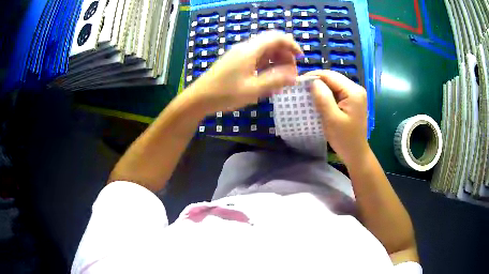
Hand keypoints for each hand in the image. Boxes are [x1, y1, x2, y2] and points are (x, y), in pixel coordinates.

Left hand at [187, 30, 302, 113]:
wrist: (199, 98)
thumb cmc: (225, 94)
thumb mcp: (253, 89)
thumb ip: (276, 80)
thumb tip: (294, 75)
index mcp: (250, 50)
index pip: (276, 37)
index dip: (291, 44)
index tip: (301, 58)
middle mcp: (245, 48)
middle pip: (271, 43)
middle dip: (285, 55)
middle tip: (291, 74)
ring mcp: (240, 55)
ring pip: (264, 51)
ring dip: (277, 61)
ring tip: (282, 79)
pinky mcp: (236, 62)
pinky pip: (256, 58)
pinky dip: (267, 65)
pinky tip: (269, 79)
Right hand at [305, 70, 368, 164]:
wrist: (356, 153)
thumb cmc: (344, 138)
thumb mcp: (332, 119)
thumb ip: (323, 98)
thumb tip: (313, 81)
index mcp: (353, 91)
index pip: (330, 75)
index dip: (313, 76)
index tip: (298, 82)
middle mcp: (356, 88)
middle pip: (333, 78)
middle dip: (316, 81)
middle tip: (301, 88)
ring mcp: (355, 94)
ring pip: (334, 84)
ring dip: (321, 87)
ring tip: (307, 93)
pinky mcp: (352, 100)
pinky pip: (337, 91)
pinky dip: (326, 93)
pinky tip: (318, 99)